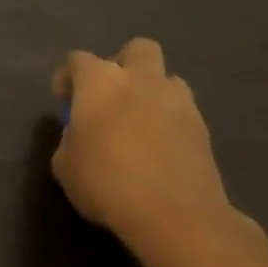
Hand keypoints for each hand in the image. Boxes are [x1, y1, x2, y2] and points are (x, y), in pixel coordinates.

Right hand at [50, 38, 240, 266]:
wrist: (176, 217)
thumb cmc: (106, 183)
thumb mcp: (64, 164)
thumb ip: (71, 138)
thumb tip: (81, 135)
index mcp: (100, 81)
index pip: (78, 60)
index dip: (67, 78)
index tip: (64, 102)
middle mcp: (141, 80)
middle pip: (137, 49)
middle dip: (123, 64)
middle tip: (110, 95)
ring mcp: (178, 102)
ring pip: (167, 78)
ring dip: (152, 91)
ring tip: (139, 121)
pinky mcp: (203, 129)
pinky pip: (183, 110)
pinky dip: (170, 120)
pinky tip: (159, 147)